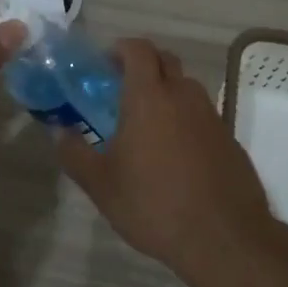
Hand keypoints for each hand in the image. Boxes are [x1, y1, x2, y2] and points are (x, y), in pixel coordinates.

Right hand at [55, 38, 273, 276]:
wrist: (224, 238)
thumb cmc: (154, 205)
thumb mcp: (101, 185)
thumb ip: (75, 153)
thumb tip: (59, 132)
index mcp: (149, 97)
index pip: (138, 49)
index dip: (120, 49)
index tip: (105, 64)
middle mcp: (183, 96)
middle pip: (165, 61)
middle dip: (143, 65)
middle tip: (120, 89)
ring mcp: (211, 116)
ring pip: (186, 87)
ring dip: (165, 91)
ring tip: (146, 124)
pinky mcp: (228, 138)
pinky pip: (201, 114)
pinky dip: (184, 118)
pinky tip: (174, 153)